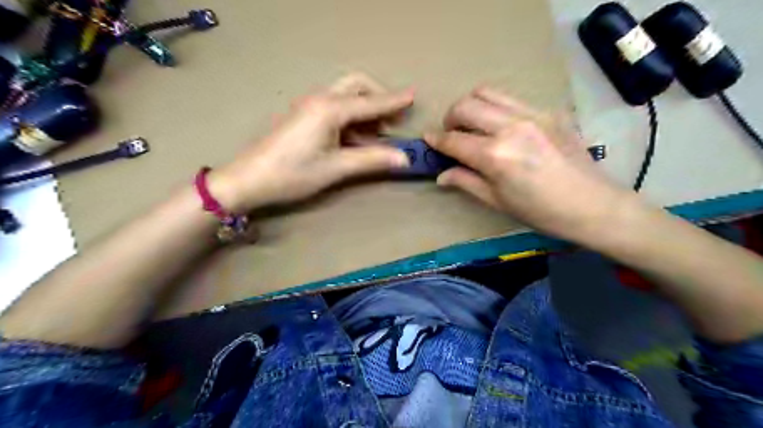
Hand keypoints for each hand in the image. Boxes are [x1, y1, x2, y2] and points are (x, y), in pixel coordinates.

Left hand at [210, 76, 410, 214]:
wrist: (249, 179)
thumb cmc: (293, 174)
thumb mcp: (336, 168)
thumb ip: (372, 160)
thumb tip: (404, 158)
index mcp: (330, 109)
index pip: (370, 102)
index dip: (394, 100)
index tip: (414, 95)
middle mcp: (320, 100)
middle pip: (356, 87)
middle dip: (378, 98)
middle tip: (393, 120)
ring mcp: (309, 107)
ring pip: (345, 97)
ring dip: (365, 110)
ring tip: (378, 135)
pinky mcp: (303, 117)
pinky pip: (334, 109)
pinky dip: (351, 118)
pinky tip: (356, 138)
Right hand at [427, 85, 635, 243]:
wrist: (593, 204)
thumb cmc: (541, 212)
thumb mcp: (498, 201)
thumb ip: (466, 182)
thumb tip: (441, 175)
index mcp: (495, 156)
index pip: (454, 140)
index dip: (436, 140)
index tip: (428, 140)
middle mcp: (510, 127)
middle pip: (466, 106)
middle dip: (450, 118)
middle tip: (451, 134)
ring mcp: (531, 114)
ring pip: (487, 92)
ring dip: (470, 106)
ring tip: (472, 124)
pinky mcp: (547, 111)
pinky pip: (510, 98)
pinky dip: (495, 107)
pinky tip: (499, 125)